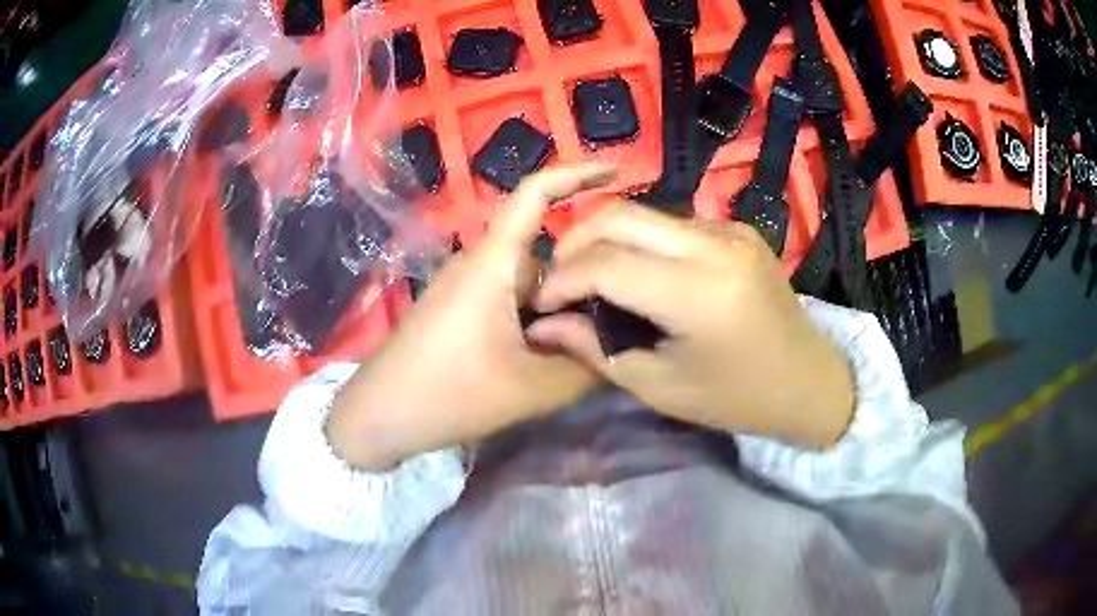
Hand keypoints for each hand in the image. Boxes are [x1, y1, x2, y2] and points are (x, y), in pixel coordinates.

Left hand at [327, 164, 615, 468]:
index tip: (615, 172)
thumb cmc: (450, 396)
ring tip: (588, 342)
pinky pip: (509, 297)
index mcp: (494, 262)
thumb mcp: (531, 389)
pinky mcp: (458, 307)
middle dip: (581, 275)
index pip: (534, 194)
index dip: (576, 174)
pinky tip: (548, 353)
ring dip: (557, 303)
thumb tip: (617, 347)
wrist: (380, 416)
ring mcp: (465, 284)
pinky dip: (535, 316)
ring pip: (529, 279)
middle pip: (544, 249)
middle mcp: (479, 262)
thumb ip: (584, 366)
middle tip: (618, 312)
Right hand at [527, 202, 853, 448]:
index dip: (562, 279)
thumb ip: (595, 350)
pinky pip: (673, 221)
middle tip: (559, 280)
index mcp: (698, 293)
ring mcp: (730, 229)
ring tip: (590, 275)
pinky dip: (641, 239)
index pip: (605, 263)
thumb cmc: (736, 397)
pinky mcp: (737, 228)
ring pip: (644, 212)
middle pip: (619, 216)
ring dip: (606, 237)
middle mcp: (715, 245)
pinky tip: (637, 271)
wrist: (808, 379)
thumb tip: (543, 326)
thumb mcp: (660, 386)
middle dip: (574, 242)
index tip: (542, 303)